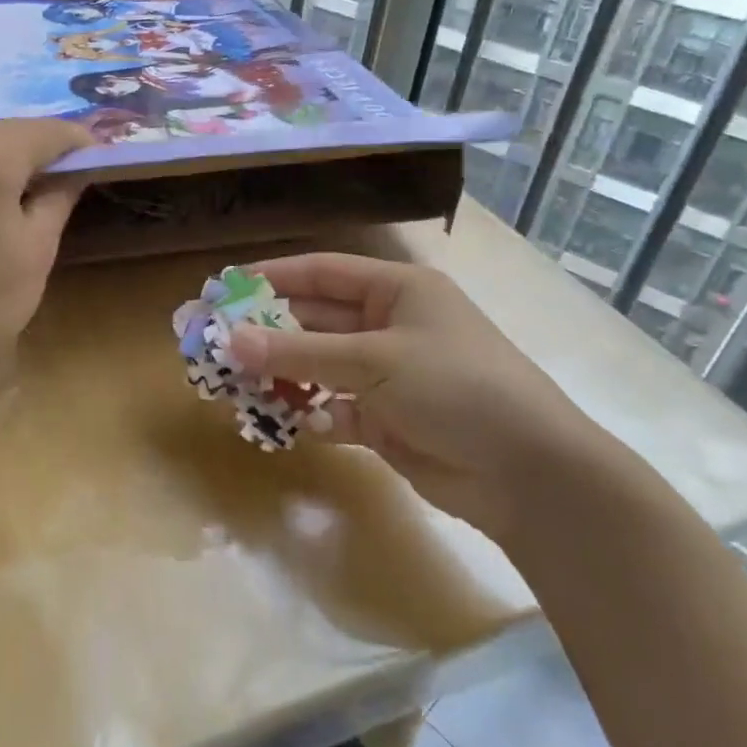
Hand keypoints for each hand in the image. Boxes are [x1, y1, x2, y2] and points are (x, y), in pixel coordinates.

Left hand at [0, 119, 92, 391]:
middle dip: (41, 147)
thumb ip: (59, 196)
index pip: (45, 132)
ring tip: (33, 187)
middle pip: (6, 133)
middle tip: (72, 170)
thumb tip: (76, 170)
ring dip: (6, 159)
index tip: (100, 156)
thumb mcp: (36, 246)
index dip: (77, 141)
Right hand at [226, 253, 622, 541]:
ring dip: (284, 377)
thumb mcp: (374, 360)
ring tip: (237, 388)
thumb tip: (230, 341)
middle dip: (268, 333)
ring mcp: (387, 375)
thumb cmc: (456, 387)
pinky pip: (334, 410)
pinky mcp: (387, 421)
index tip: (224, 287)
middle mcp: (389, 326)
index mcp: (396, 291)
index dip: (272, 276)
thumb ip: (299, 352)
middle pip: (314, 321)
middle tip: (216, 344)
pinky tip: (293, 425)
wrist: (530, 474)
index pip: (322, 272)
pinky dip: (314, 416)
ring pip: (319, 368)